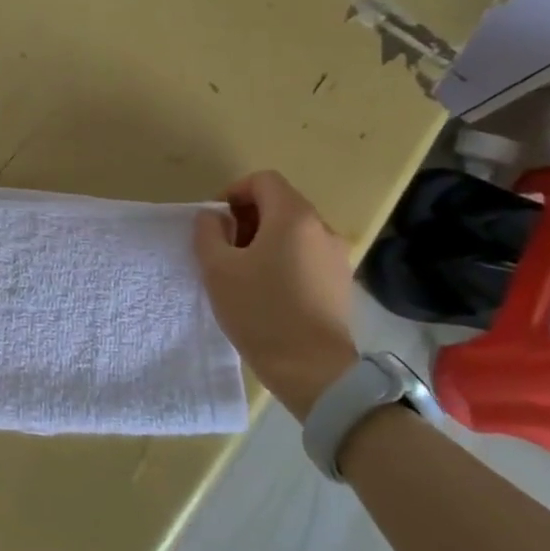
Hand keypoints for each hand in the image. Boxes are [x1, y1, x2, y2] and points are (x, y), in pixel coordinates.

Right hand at [194, 169, 356, 419]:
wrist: (313, 369)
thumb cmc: (260, 311)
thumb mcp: (217, 269)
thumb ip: (208, 233)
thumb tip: (214, 217)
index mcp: (293, 217)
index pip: (263, 180)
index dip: (234, 192)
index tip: (216, 223)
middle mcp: (322, 228)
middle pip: (280, 203)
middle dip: (248, 218)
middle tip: (225, 249)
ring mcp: (336, 256)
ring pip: (294, 230)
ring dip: (265, 240)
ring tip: (244, 273)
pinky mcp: (341, 281)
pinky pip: (307, 254)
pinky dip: (284, 258)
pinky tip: (269, 291)